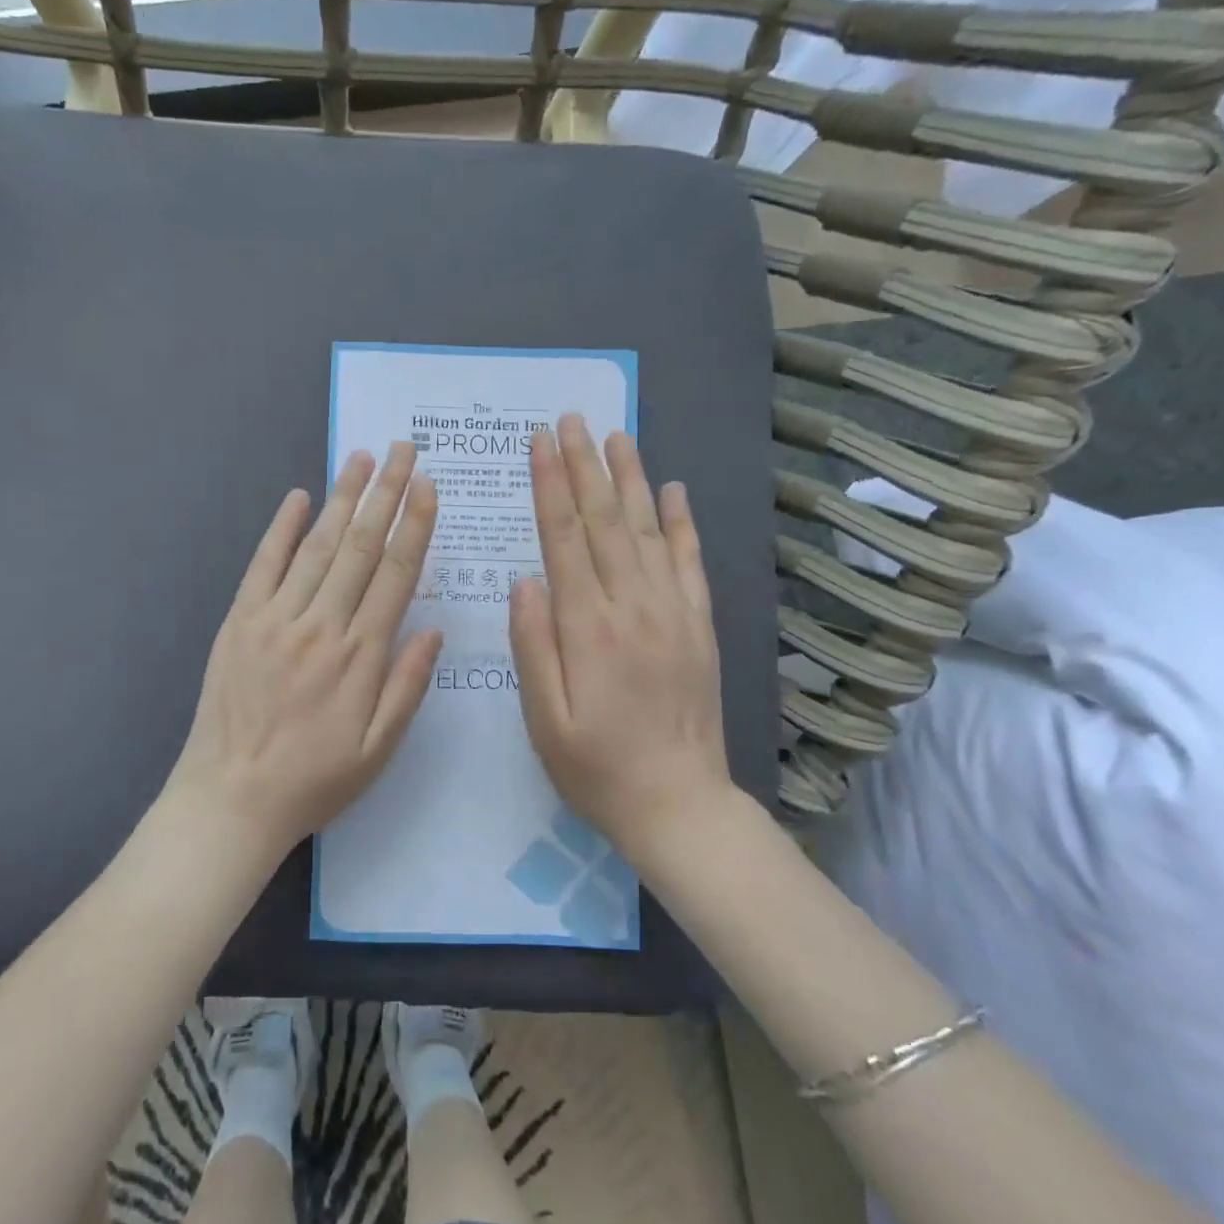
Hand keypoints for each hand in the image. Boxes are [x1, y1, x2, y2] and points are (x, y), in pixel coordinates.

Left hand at [167, 442, 442, 865]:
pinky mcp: (239, 621)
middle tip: (404, 450)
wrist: (231, 800)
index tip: (429, 487)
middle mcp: (321, 625)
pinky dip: (281, 527)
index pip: (395, 574)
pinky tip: (298, 496)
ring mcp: (275, 619)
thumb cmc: (313, 781)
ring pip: (316, 546)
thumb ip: (407, 686)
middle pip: (360, 546)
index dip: (415, 527)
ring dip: (342, 498)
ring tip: (362, 458)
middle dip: (386, 494)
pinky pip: (263, 564)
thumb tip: (435, 629)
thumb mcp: (377, 750)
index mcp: (360, 656)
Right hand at [508, 414, 741, 856]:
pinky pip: (691, 562)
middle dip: (585, 465)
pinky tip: (674, 490)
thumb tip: (525, 580)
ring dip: (630, 479)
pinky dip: (682, 522)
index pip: (563, 539)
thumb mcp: (544, 719)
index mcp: (588, 628)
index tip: (540, 442)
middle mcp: (633, 607)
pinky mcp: (699, 625)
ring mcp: (672, 612)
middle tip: (572, 419)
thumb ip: (534, 645)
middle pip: (605, 522)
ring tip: (616, 435)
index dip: (550, 486)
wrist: (680, 804)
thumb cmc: (596, 767)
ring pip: (648, 530)